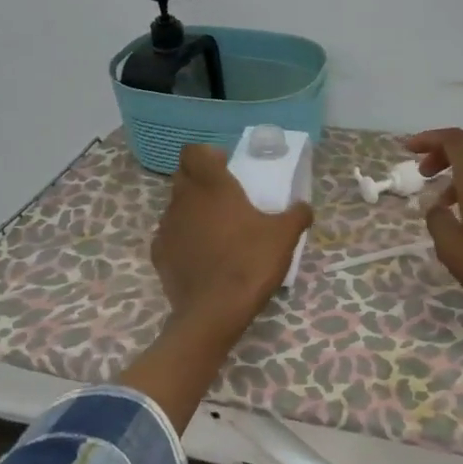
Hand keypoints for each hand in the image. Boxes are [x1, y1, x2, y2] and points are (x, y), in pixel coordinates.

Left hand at [151, 144, 312, 339]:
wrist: (214, 311)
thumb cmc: (250, 262)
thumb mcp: (284, 237)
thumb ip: (296, 215)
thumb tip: (303, 206)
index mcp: (211, 186)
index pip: (194, 152)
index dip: (208, 155)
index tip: (227, 167)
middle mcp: (183, 199)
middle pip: (183, 176)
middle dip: (201, 180)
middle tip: (227, 197)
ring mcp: (167, 227)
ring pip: (176, 206)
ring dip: (193, 210)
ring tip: (217, 229)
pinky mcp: (159, 254)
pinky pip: (171, 235)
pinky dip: (185, 238)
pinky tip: (203, 255)